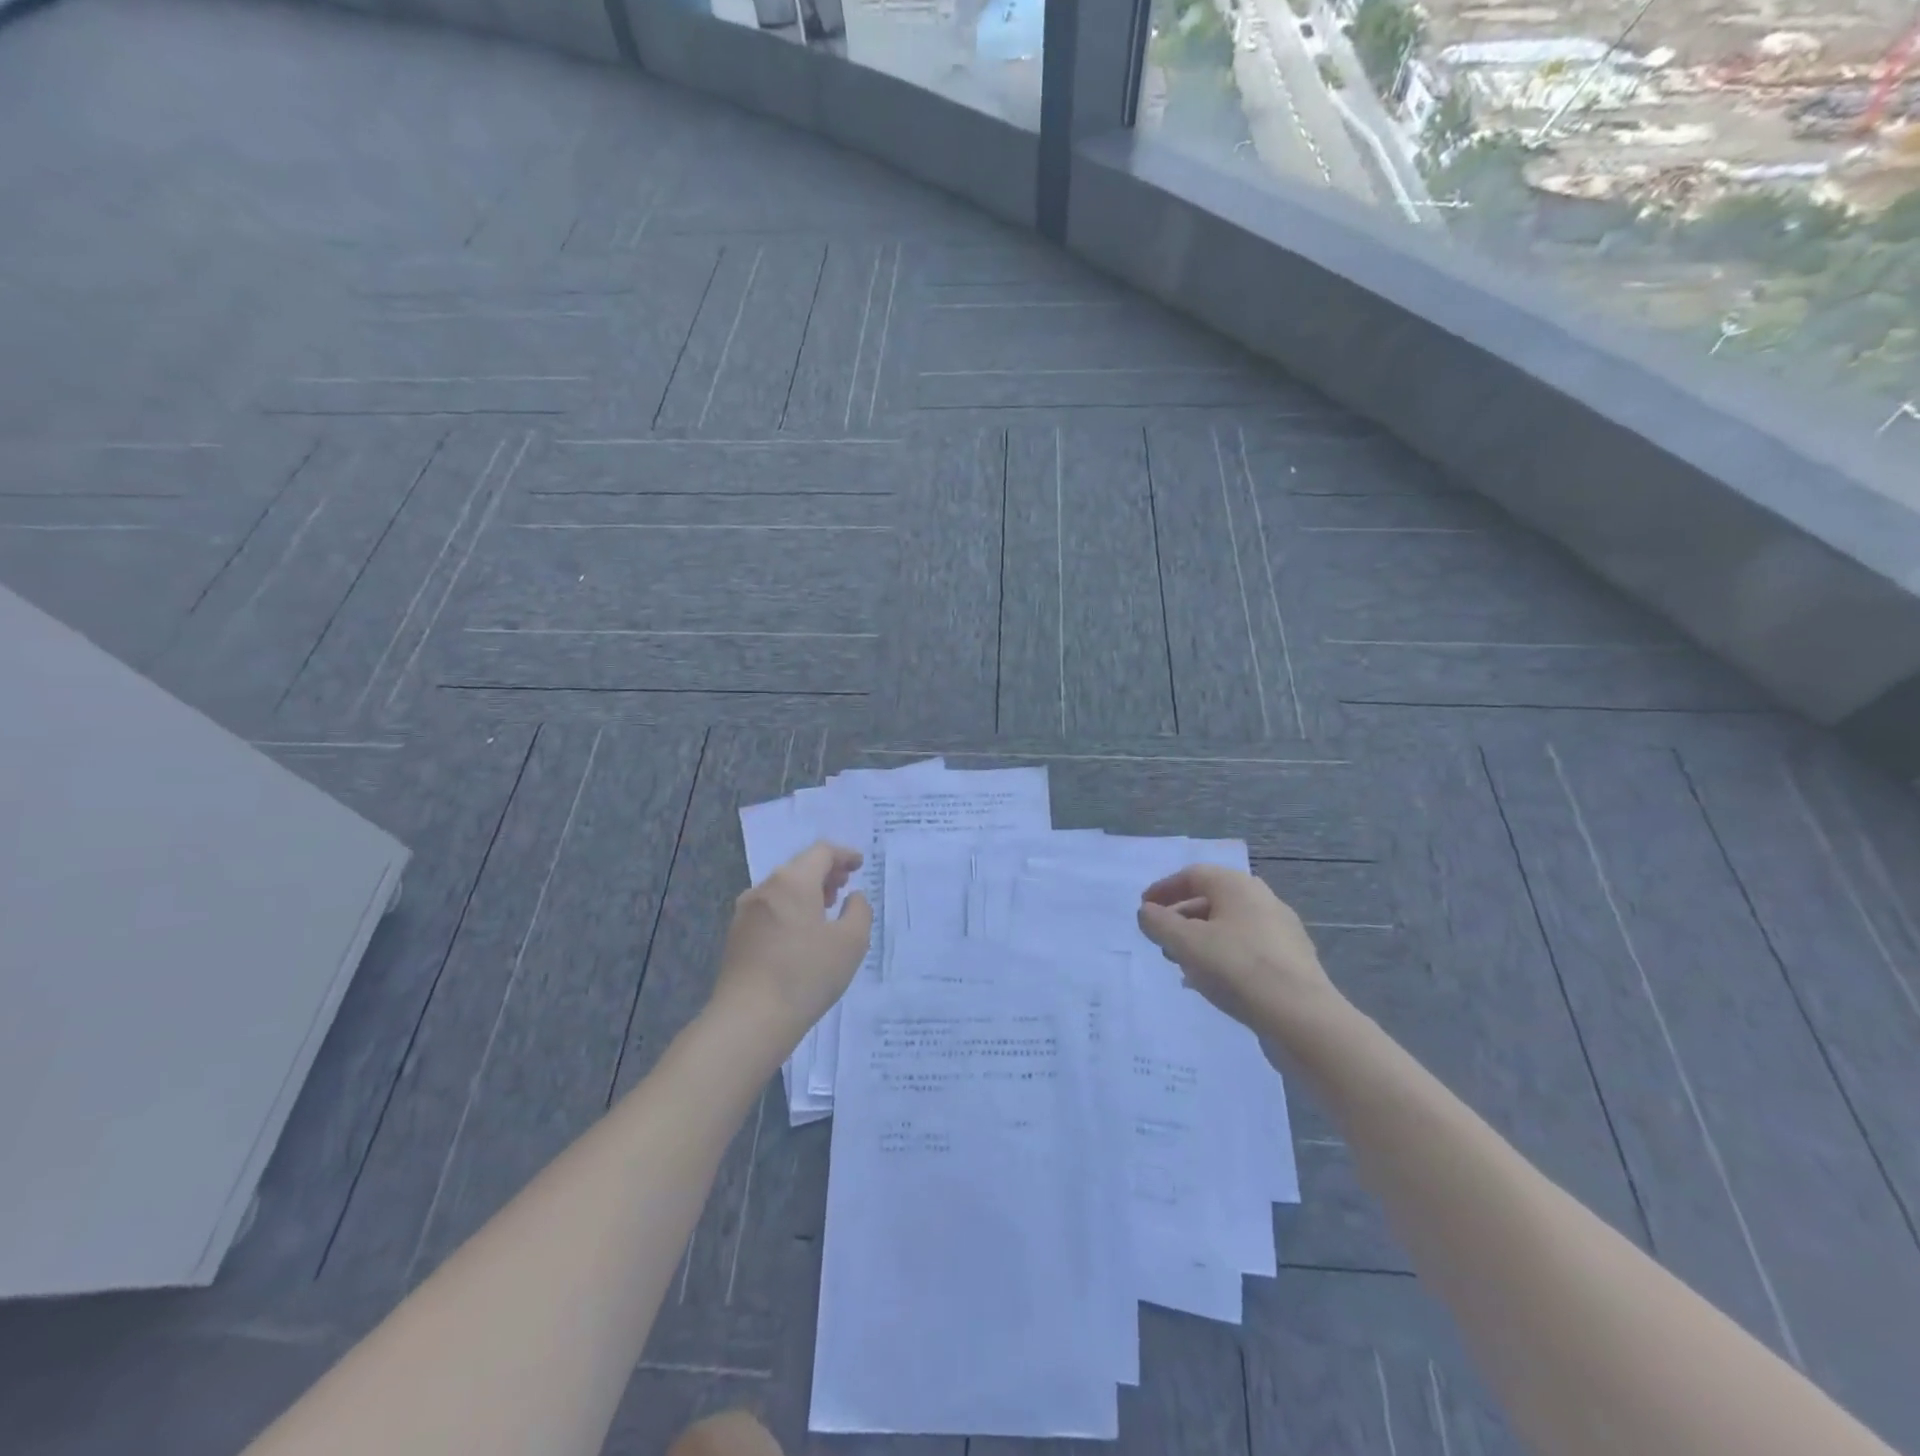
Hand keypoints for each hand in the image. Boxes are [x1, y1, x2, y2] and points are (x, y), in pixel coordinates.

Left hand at [712, 842, 872, 1046]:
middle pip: (798, 867)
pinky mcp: (736, 935)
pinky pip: (769, 908)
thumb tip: (853, 897)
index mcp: (793, 881)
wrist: (749, 1019)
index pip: (821, 852)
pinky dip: (790, 908)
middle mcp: (765, 888)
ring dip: (806, 891)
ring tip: (825, 908)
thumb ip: (859, 911)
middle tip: (844, 886)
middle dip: (824, 872)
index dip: (843, 855)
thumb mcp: (852, 942)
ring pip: (782, 888)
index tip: (859, 865)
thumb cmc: (806, 974)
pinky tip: (801, 933)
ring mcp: (745, 912)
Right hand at [1137, 865, 1342, 1038]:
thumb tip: (1146, 912)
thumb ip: (1159, 923)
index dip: (1163, 890)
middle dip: (1181, 917)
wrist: (1302, 1017)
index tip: (1144, 909)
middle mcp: (1261, 898)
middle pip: (1211, 899)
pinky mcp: (1291, 960)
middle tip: (1161, 939)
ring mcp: (1281, 930)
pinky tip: (1211, 982)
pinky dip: (1222, 956)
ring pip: (1229, 926)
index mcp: (1236, 885)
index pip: (1192, 875)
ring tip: (1182, 964)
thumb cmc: (1237, 968)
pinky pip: (1246, 948)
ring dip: (1200, 939)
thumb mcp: (1186, 944)